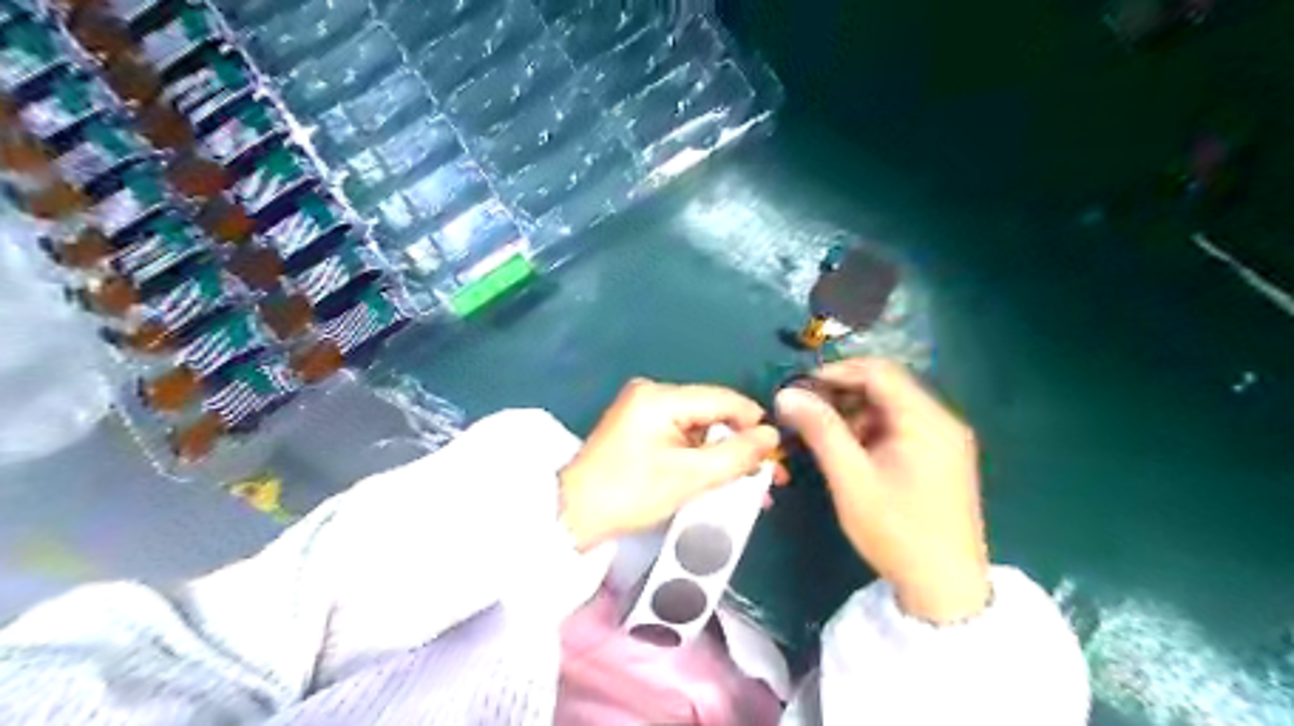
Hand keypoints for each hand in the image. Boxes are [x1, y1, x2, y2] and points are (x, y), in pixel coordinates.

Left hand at [558, 379, 778, 549]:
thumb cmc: (629, 494)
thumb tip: (772, 436)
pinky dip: (703, 457)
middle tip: (769, 478)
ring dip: (725, 456)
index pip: (724, 400)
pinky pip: (684, 436)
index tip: (777, 457)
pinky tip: (721, 478)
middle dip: (742, 446)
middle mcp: (653, 393)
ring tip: (751, 485)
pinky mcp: (641, 427)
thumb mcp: (688, 477)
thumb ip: (735, 455)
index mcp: (661, 396)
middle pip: (713, 413)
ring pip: (702, 428)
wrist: (573, 514)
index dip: (755, 425)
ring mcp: (645, 409)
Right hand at [779, 357, 992, 622]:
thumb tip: (787, 394)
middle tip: (808, 413)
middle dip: (844, 393)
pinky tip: (853, 452)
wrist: (945, 588)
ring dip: (856, 413)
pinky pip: (903, 427)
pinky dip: (873, 430)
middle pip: (888, 386)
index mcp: (926, 420)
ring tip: (826, 436)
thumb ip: (820, 430)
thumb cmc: (896, 530)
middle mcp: (943, 421)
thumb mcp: (850, 478)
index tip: (801, 388)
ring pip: (893, 407)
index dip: (836, 372)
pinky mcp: (943, 458)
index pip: (879, 372)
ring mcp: (947, 440)